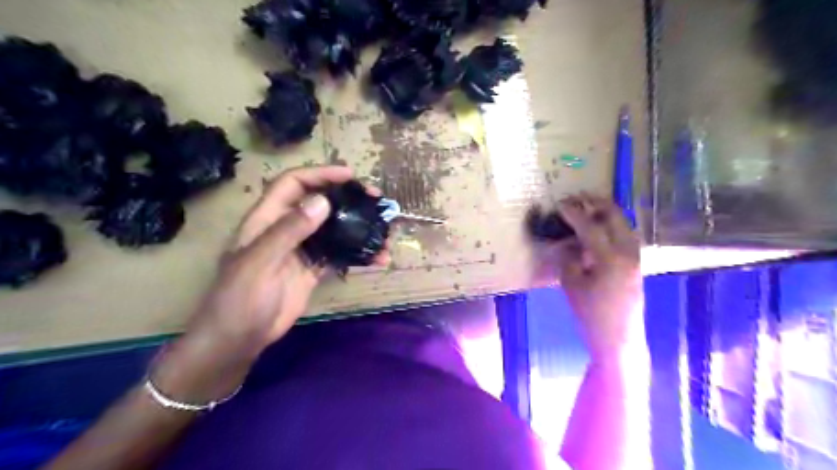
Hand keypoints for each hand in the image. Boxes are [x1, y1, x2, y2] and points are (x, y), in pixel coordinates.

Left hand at [149, 165, 362, 402]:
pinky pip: (338, 255)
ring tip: (383, 229)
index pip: (293, 184)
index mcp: (267, 219)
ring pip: (333, 228)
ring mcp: (301, 250)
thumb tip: (323, 202)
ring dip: (358, 226)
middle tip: (375, 199)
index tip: (349, 175)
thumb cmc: (240, 298)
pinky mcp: (312, 269)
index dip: (320, 174)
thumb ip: (289, 231)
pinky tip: (376, 258)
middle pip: (318, 202)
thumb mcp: (260, 261)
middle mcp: (286, 228)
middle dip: (347, 197)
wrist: (239, 339)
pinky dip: (358, 254)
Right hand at [555, 192, 642, 362]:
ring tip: (588, 208)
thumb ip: (568, 257)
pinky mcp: (636, 264)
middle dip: (595, 203)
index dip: (573, 213)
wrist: (619, 339)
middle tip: (577, 198)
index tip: (559, 203)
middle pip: (614, 216)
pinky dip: (612, 225)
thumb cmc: (591, 314)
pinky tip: (599, 229)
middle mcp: (628, 251)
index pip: (589, 226)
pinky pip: (625, 235)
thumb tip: (565, 242)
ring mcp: (635, 257)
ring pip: (623, 223)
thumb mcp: (571, 284)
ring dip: (605, 212)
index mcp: (610, 257)